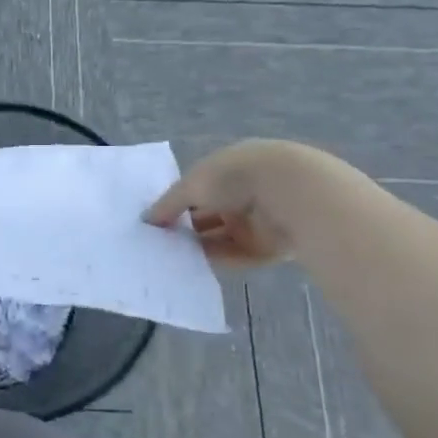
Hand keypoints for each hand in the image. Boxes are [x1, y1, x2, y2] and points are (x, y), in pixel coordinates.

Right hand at [144, 140, 318, 266]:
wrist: (291, 194)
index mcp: (226, 170)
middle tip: (158, 243)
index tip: (155, 220)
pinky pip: (237, 255)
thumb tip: (147, 219)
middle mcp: (241, 194)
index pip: (196, 188)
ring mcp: (257, 221)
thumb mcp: (192, 185)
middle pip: (207, 214)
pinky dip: (217, 260)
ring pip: (220, 237)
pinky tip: (193, 267)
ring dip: (198, 245)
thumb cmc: (234, 177)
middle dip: (185, 227)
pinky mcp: (269, 247)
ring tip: (170, 257)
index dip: (176, 203)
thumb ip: (168, 204)